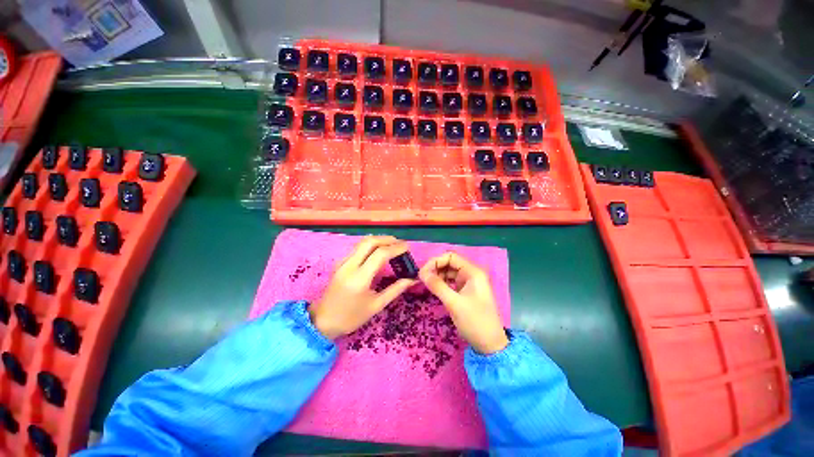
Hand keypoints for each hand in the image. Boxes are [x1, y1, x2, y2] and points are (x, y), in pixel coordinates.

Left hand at [310, 236, 416, 339]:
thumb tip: (412, 280)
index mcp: (360, 278)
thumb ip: (395, 289)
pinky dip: (371, 245)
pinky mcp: (340, 262)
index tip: (407, 248)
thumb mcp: (376, 305)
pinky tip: (378, 252)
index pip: (380, 254)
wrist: (323, 321)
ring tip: (392, 245)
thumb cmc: (351, 317)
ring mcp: (343, 262)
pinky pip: (357, 248)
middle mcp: (350, 265)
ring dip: (379, 240)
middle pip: (370, 241)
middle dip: (388, 239)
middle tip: (400, 244)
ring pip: (362, 242)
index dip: (396, 248)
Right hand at [419, 252, 507, 354]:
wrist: (490, 344)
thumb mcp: (454, 303)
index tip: (422, 273)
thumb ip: (437, 286)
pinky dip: (441, 283)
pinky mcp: (465, 291)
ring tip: (426, 284)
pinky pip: (451, 281)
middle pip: (449, 263)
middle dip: (435, 268)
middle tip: (422, 279)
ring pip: (449, 272)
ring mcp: (468, 282)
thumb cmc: (475, 321)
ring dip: (437, 276)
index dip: (435, 262)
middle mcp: (471, 273)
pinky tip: (434, 288)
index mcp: (473, 272)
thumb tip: (421, 273)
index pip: (451, 257)